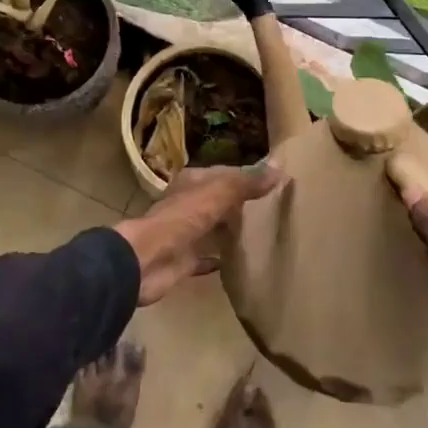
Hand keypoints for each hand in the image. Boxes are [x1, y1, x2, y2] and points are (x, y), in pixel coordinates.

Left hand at [116, 161, 284, 305]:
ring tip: (262, 234)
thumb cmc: (182, 218)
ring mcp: (184, 233)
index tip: (273, 182)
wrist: (147, 260)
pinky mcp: (183, 261)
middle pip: (218, 201)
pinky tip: (240, 262)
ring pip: (212, 228)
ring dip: (230, 230)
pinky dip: (220, 257)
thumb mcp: (219, 193)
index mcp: (192, 183)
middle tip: (273, 210)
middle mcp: (187, 204)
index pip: (224, 174)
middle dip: (240, 204)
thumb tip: (280, 165)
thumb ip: (247, 182)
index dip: (247, 176)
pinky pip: (206, 257)